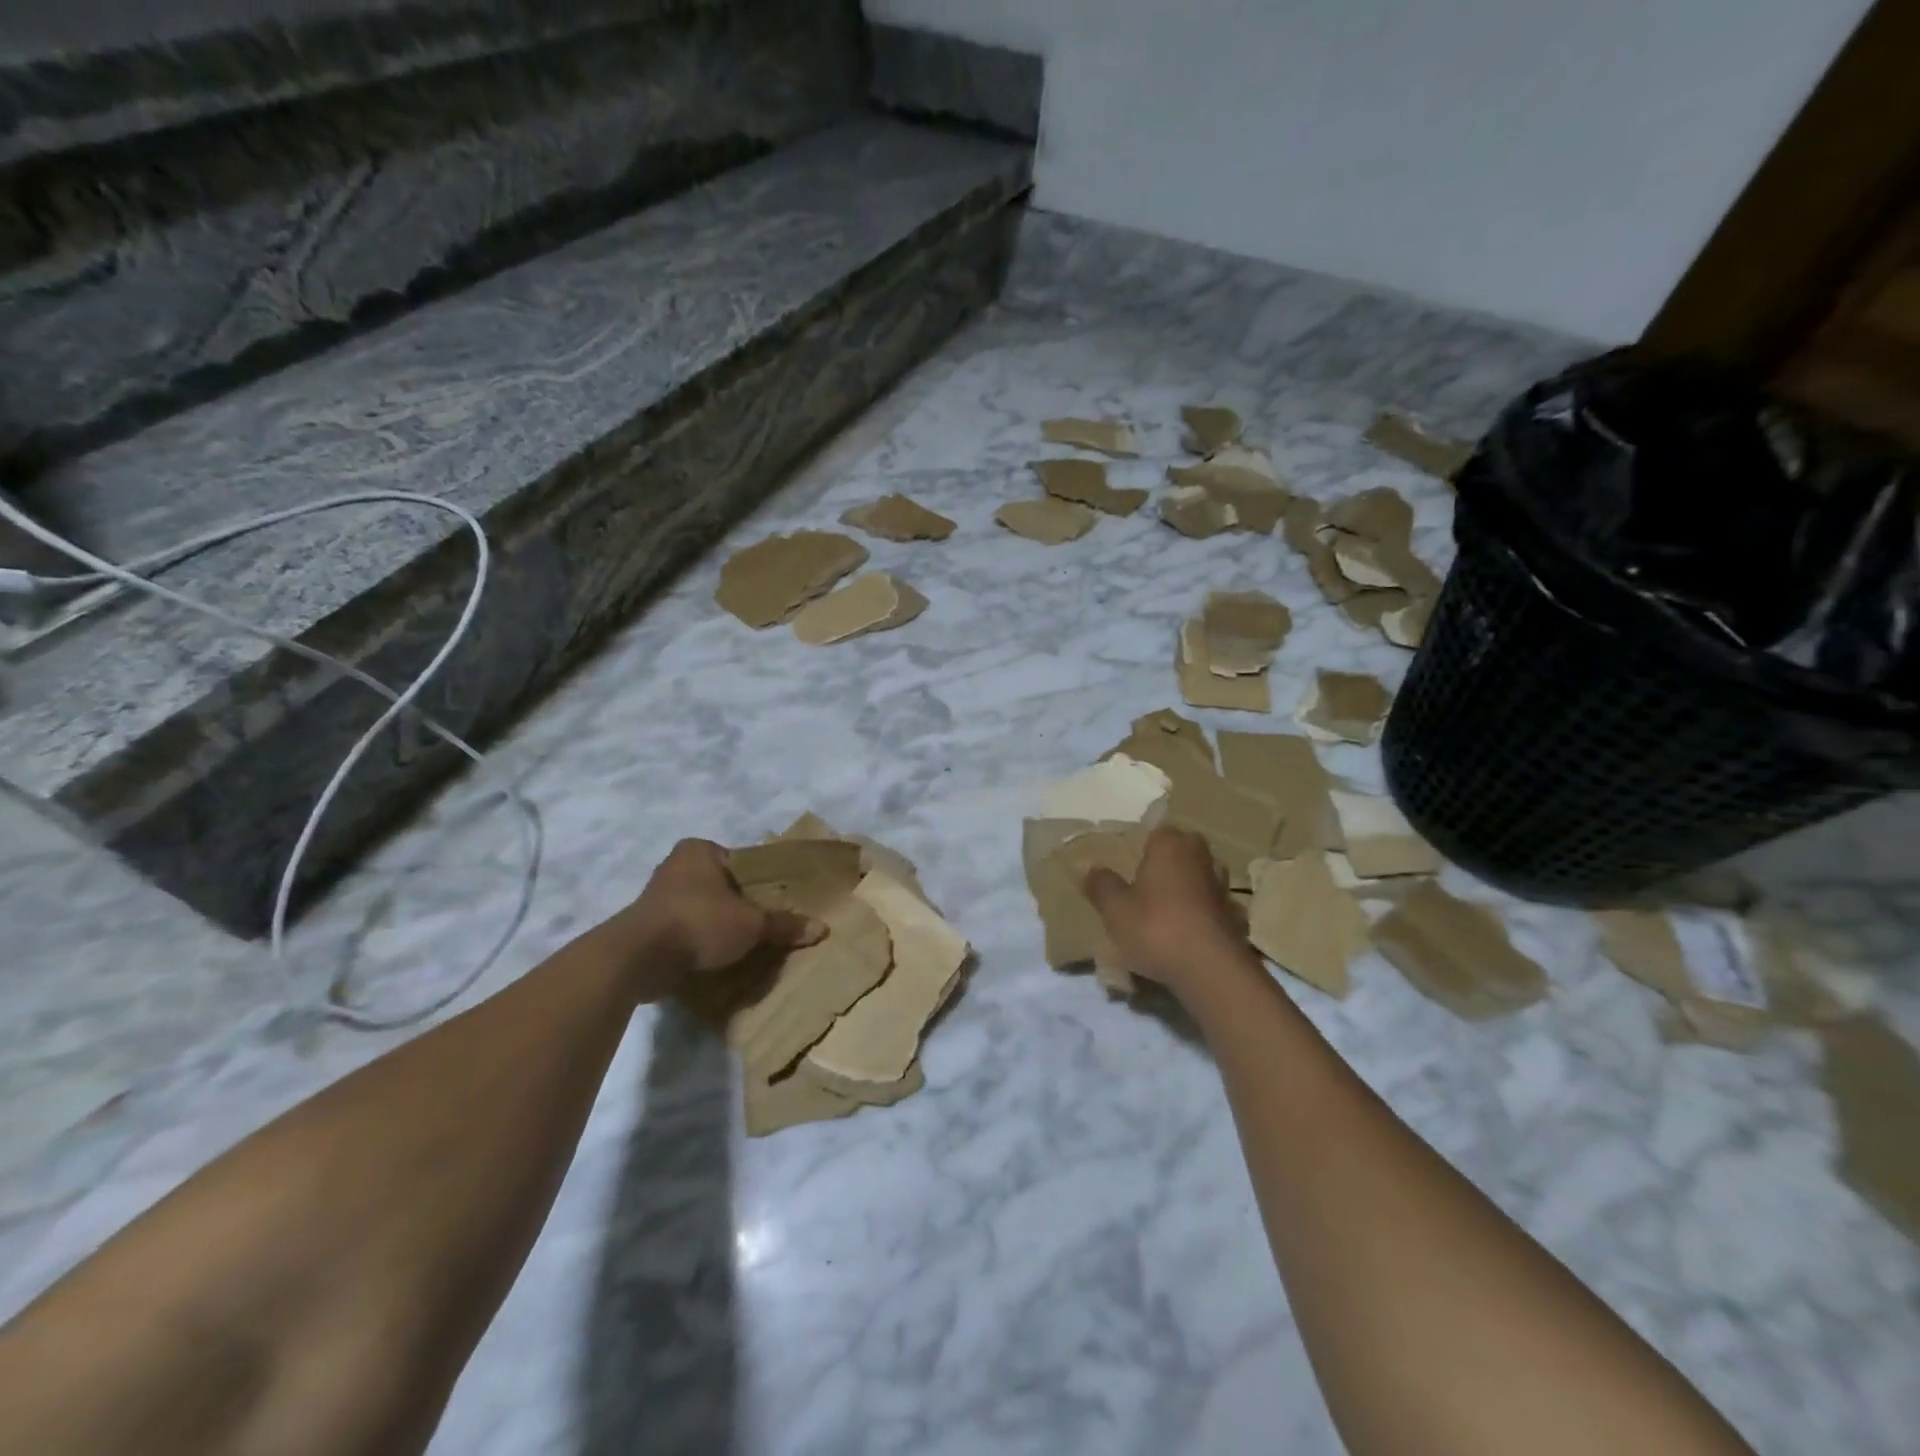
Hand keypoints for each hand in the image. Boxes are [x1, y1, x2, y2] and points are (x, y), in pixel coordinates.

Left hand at [602, 839, 824, 1001]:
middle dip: (738, 906)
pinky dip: (698, 942)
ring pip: (701, 909)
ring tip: (742, 946)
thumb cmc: (699, 922)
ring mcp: (657, 897)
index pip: (741, 862)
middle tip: (762, 927)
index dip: (760, 883)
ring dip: (717, 926)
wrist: (637, 958)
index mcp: (700, 850)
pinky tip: (715, 958)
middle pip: (721, 886)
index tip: (774, 905)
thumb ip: (784, 925)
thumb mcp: (751, 924)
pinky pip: (683, 930)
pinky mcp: (646, 926)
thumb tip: (822, 929)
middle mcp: (675, 866)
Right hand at [1083, 826, 1254, 998]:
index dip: (1143, 843)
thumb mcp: (1115, 909)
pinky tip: (1188, 932)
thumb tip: (1089, 868)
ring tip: (1165, 908)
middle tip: (1145, 882)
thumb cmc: (1157, 928)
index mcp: (1171, 845)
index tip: (1129, 859)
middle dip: (1168, 862)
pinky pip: (1213, 907)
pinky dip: (1203, 914)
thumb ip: (1101, 885)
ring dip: (1188, 887)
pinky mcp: (1236, 917)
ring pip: (1201, 877)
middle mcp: (1202, 857)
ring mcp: (1223, 887)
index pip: (1158, 829)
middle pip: (1183, 850)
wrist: (1212, 972)